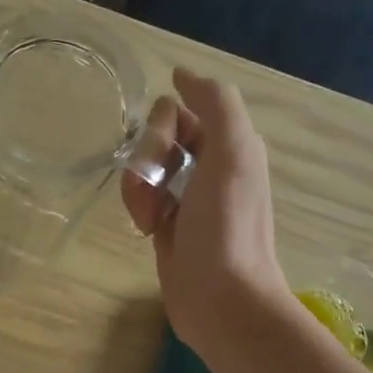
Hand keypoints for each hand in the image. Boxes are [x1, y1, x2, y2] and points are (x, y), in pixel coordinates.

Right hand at [121, 68, 290, 354]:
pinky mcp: (166, 225)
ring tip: (151, 217)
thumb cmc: (227, 225)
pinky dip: (138, 207)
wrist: (221, 298)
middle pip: (157, 135)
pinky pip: (141, 197)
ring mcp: (186, 196)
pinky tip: (147, 229)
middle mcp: (209, 165)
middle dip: (148, 157)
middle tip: (156, 188)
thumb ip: (216, 103)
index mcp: (229, 144)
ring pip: (144, 166)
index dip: (164, 126)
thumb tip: (181, 74)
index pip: (180, 108)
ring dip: (138, 186)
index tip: (168, 153)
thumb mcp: (233, 153)